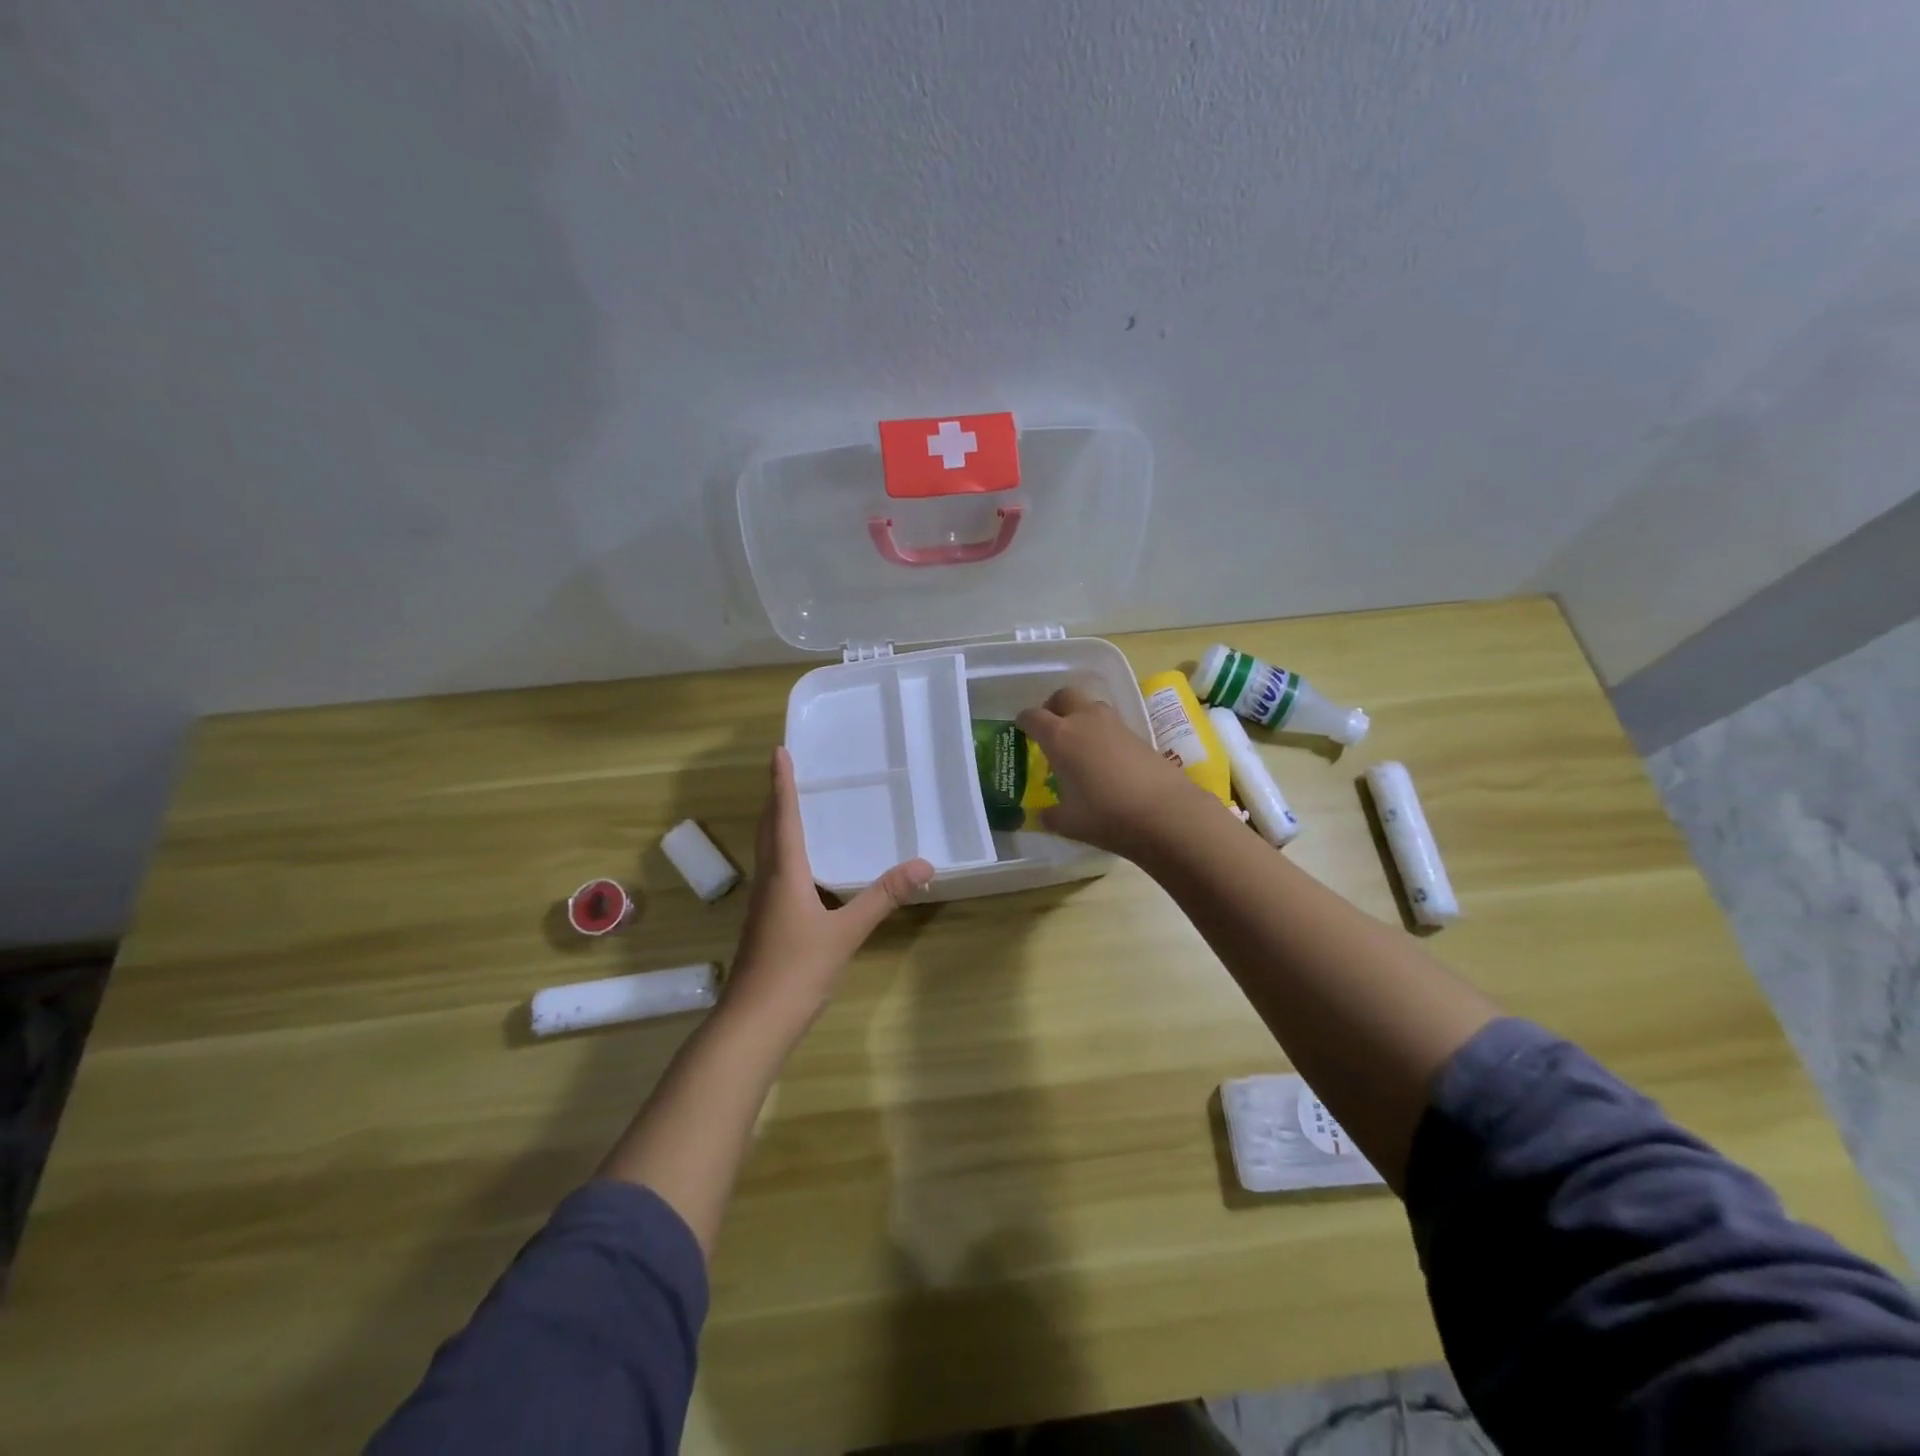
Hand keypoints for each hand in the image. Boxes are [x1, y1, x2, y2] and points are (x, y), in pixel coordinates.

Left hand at [723, 746, 932, 1036]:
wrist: (753, 1023)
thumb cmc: (796, 970)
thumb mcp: (846, 932)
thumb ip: (883, 897)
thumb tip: (923, 865)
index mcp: (784, 874)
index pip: (783, 817)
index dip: (782, 783)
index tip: (779, 751)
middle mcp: (769, 882)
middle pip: (768, 830)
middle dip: (776, 799)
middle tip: (786, 772)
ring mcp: (763, 905)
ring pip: (767, 852)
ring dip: (776, 825)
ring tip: (793, 808)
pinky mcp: (765, 924)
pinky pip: (774, 873)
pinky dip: (784, 853)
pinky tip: (801, 867)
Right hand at [1015, 686, 1210, 857]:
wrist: (1167, 813)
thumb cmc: (1106, 815)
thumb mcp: (1069, 822)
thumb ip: (1050, 815)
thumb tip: (1042, 816)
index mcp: (1059, 736)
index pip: (1033, 717)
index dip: (1024, 721)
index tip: (1021, 729)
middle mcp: (1085, 721)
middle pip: (1064, 696)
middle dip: (1053, 707)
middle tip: (1050, 727)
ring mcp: (1115, 725)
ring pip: (1091, 706)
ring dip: (1080, 717)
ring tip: (1078, 745)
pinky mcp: (1138, 735)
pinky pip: (1111, 725)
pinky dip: (1101, 734)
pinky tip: (1104, 760)